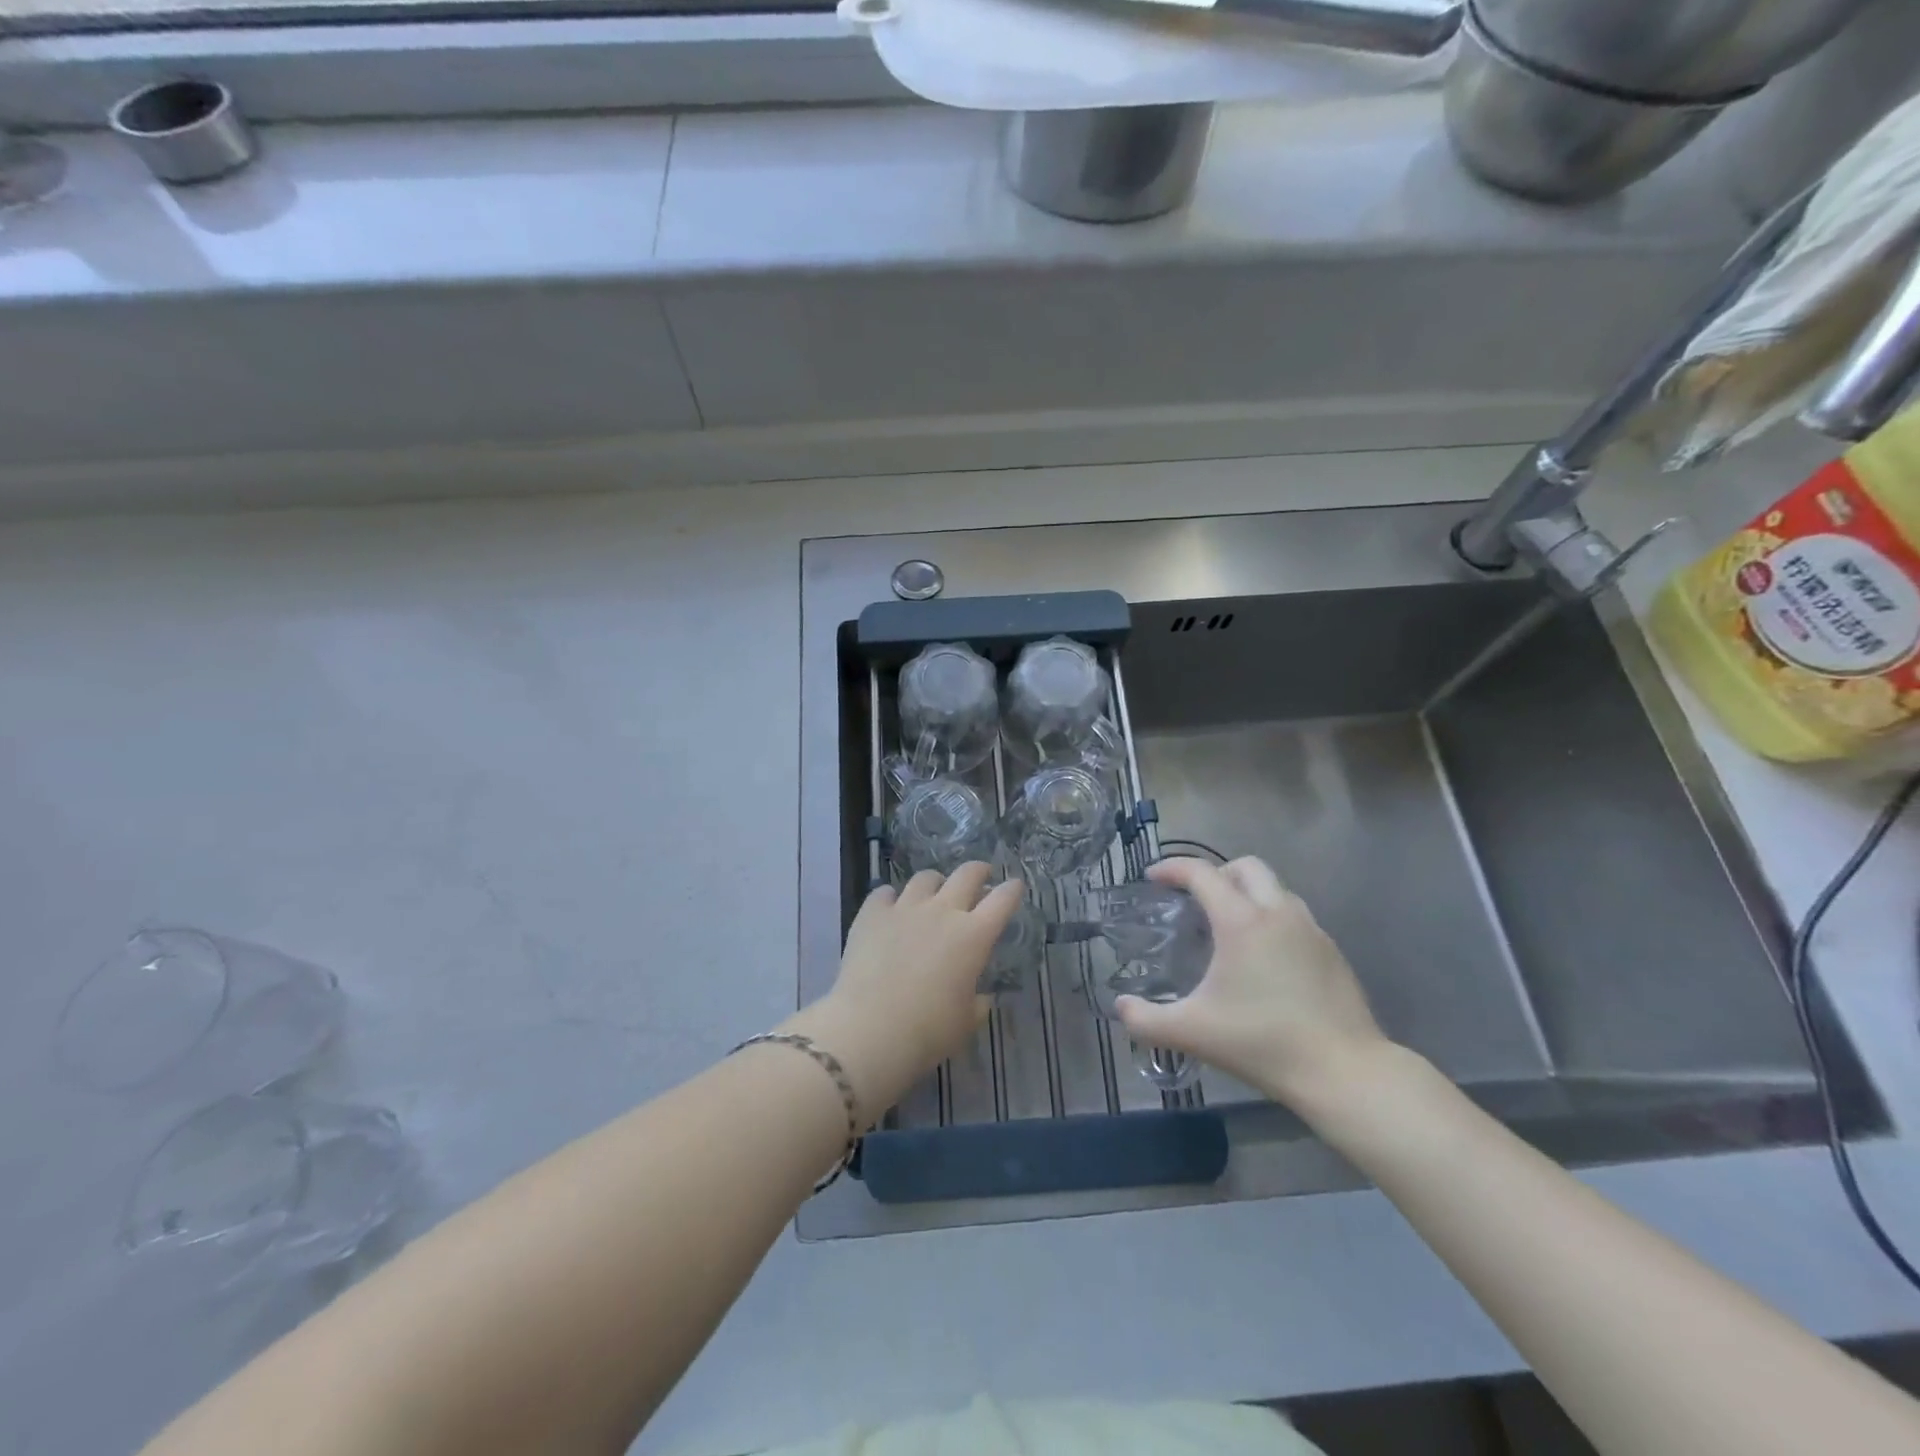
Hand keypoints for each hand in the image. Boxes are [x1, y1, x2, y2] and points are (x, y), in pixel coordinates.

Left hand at [785, 863, 1022, 1122]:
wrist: (871, 1029)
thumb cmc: (928, 1031)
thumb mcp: (966, 1022)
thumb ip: (977, 1003)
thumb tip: (979, 996)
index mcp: (974, 936)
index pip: (1003, 900)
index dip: (1012, 890)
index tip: (1015, 886)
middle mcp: (943, 911)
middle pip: (967, 874)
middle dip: (979, 871)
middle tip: (981, 877)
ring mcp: (905, 908)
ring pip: (926, 878)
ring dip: (935, 883)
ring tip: (933, 893)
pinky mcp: (872, 913)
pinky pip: (885, 893)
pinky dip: (892, 898)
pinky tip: (890, 908)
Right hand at [1114, 855, 1388, 1111]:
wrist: (1344, 1072)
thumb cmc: (1262, 1043)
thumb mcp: (1192, 1033)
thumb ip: (1145, 1020)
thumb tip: (1120, 1007)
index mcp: (1241, 921)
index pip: (1201, 873)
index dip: (1172, 868)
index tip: (1153, 878)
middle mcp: (1277, 912)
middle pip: (1245, 866)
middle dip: (1215, 873)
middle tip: (1195, 900)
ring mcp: (1310, 929)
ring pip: (1275, 888)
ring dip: (1247, 893)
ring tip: (1228, 927)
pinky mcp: (1331, 950)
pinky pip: (1294, 915)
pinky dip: (1271, 918)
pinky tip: (1263, 958)